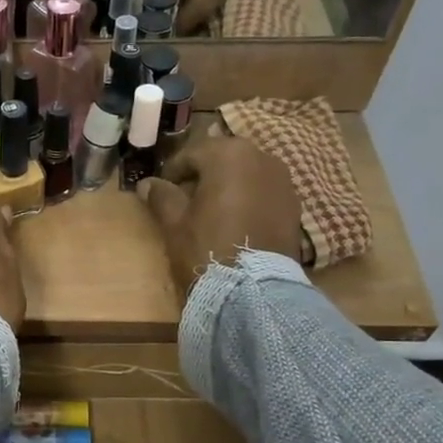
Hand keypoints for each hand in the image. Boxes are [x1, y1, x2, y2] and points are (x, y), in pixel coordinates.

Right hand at [138, 137, 303, 299]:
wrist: (254, 289)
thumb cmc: (207, 247)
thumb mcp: (175, 223)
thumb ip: (162, 196)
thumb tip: (147, 184)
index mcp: (228, 154)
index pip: (192, 153)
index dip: (172, 171)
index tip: (161, 190)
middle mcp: (261, 156)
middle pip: (223, 158)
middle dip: (204, 175)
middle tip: (186, 199)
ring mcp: (283, 180)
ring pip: (247, 173)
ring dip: (228, 185)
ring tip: (213, 211)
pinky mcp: (295, 204)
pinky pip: (264, 191)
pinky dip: (249, 199)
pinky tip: (237, 222)